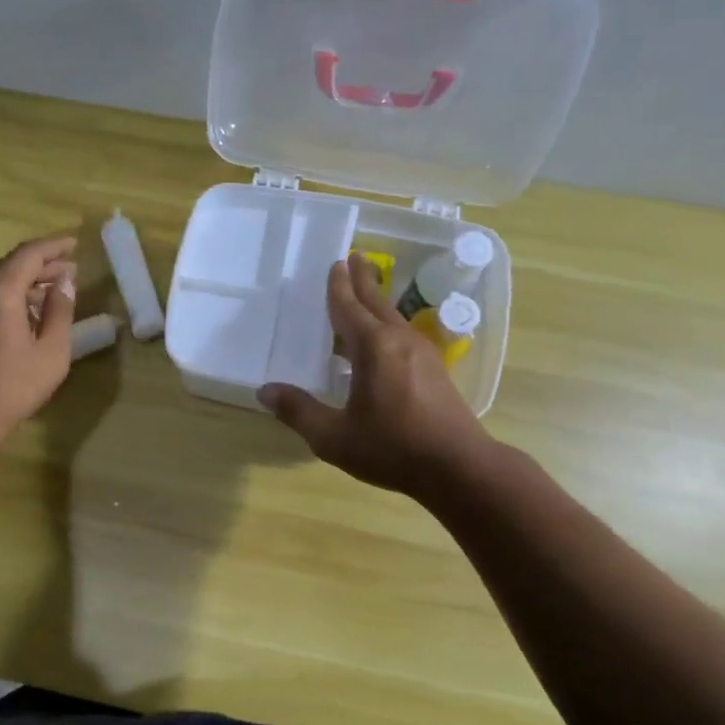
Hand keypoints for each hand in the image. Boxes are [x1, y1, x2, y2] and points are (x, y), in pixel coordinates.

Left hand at [0, 234, 77, 458]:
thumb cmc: (7, 390)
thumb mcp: (50, 355)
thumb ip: (60, 313)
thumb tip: (64, 284)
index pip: (30, 253)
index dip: (54, 246)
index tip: (73, 245)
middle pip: (7, 266)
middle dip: (38, 268)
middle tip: (64, 276)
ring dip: (15, 286)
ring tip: (39, 300)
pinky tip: (6, 322)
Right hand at [259, 252, 496, 502]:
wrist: (459, 467)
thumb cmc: (392, 448)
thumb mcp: (334, 437)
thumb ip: (299, 411)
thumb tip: (265, 391)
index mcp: (373, 348)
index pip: (349, 308)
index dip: (338, 286)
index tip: (336, 263)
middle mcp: (398, 341)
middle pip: (377, 302)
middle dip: (363, 279)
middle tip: (355, 257)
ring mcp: (421, 354)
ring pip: (393, 318)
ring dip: (376, 301)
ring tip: (365, 292)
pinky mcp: (434, 371)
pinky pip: (402, 335)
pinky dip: (385, 325)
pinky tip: (380, 341)